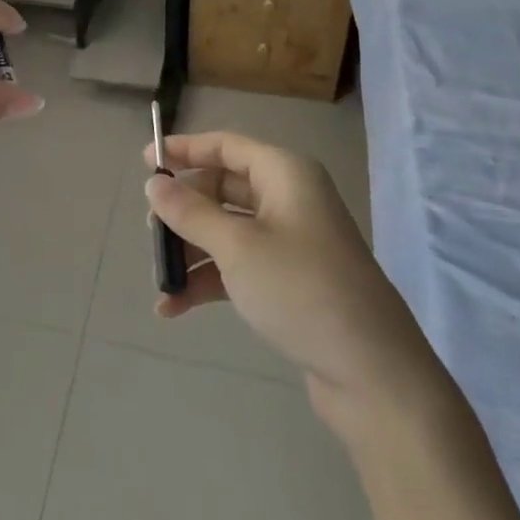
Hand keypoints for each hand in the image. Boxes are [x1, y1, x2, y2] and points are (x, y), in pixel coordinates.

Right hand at [142, 131, 443, 430]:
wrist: (374, 374)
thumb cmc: (301, 290)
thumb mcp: (237, 247)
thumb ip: (189, 212)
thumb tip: (154, 183)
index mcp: (285, 174)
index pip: (226, 146)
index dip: (184, 149)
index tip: (145, 160)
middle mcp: (290, 199)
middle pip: (223, 189)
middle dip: (183, 210)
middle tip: (151, 231)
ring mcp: (292, 241)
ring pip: (227, 230)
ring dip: (191, 251)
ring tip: (161, 279)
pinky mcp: (291, 280)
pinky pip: (239, 265)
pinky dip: (209, 279)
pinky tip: (174, 306)